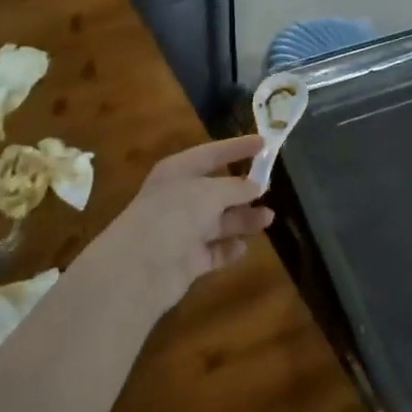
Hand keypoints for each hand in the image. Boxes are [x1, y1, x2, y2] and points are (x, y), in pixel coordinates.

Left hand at [84, 135, 271, 313]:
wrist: (140, 268)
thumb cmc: (174, 215)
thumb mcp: (209, 192)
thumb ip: (235, 188)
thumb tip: (255, 186)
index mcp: (177, 172)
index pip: (211, 153)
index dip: (237, 147)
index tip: (265, 143)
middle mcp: (179, 198)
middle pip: (217, 190)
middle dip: (243, 190)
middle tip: (271, 188)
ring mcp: (182, 231)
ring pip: (219, 221)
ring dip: (243, 219)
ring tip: (269, 218)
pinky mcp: (187, 261)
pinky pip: (214, 251)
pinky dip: (228, 249)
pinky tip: (244, 247)